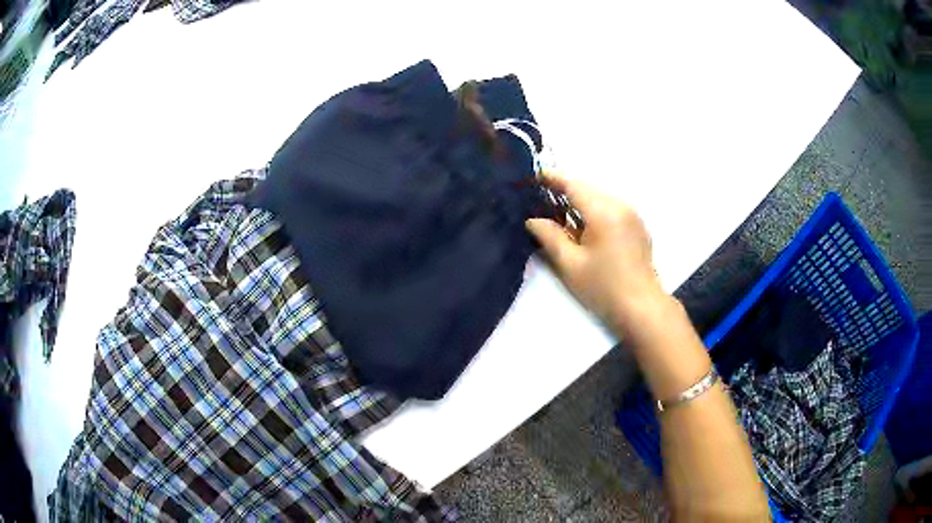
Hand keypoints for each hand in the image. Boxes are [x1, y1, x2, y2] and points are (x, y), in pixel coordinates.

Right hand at [525, 172, 665, 336]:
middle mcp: (620, 205)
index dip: (552, 178)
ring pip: (600, 197)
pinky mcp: (637, 226)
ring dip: (580, 201)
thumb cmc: (604, 287)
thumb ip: (549, 236)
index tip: (534, 176)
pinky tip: (583, 226)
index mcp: (603, 211)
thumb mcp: (570, 264)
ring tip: (559, 214)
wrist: (642, 307)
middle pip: (588, 188)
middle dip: (565, 189)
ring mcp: (632, 214)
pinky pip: (611, 207)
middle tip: (541, 199)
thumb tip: (532, 219)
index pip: (573, 185)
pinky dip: (594, 210)